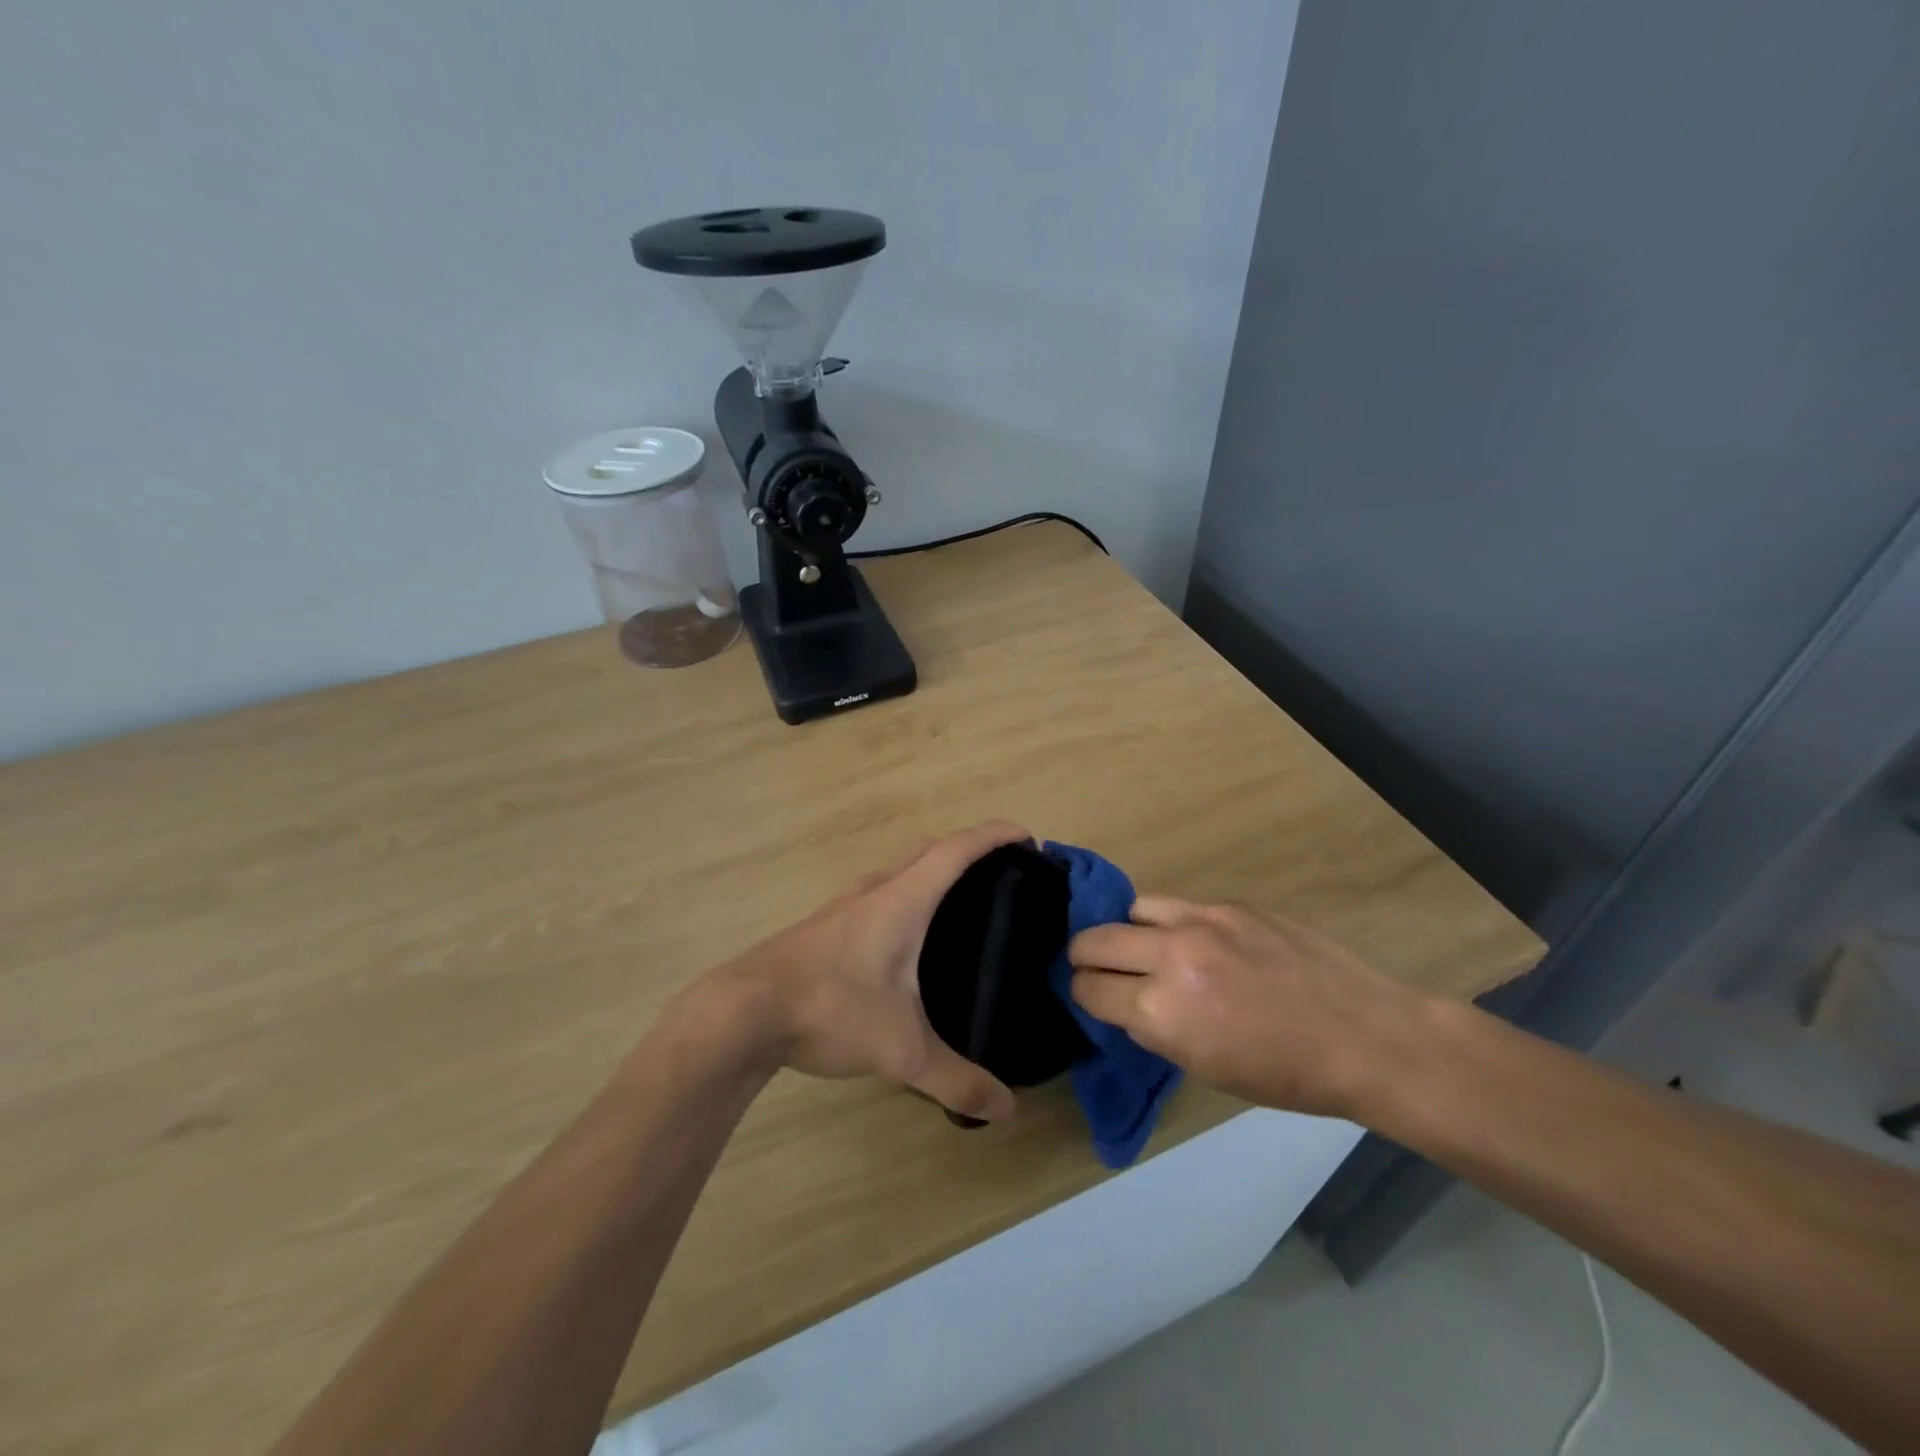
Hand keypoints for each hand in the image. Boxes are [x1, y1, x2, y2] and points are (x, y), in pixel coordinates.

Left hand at [689, 822, 1028, 1122]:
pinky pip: (881, 891)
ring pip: (901, 869)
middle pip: (930, 850)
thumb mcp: (901, 1051)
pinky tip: (909, 937)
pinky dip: (908, 893)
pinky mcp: (826, 925)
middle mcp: (876, 890)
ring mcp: (846, 904)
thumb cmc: (830, 1009)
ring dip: (934, 869)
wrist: (742, 1012)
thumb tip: (1007, 1109)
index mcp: (902, 900)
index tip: (1027, 835)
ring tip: (963, 901)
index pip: (957, 850)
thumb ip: (957, 1080)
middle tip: (1003, 871)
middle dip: (970, 848)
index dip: (994, 835)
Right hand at [1068, 897, 1425, 1117]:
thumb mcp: (1203, 1068)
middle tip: (1095, 967)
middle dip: (1084, 956)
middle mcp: (1170, 957)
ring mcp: (1201, 921)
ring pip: (1131, 909)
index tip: (1089, 996)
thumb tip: (1126, 1002)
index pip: (1088, 989)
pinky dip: (1173, 924)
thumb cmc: (1285, 1074)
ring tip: (1145, 947)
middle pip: (1093, 939)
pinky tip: (1198, 944)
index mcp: (1162, 1012)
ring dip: (1127, 930)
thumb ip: (1153, 1028)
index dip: (1083, 994)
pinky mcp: (1229, 904)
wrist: (1363, 1036)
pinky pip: (1179, 906)